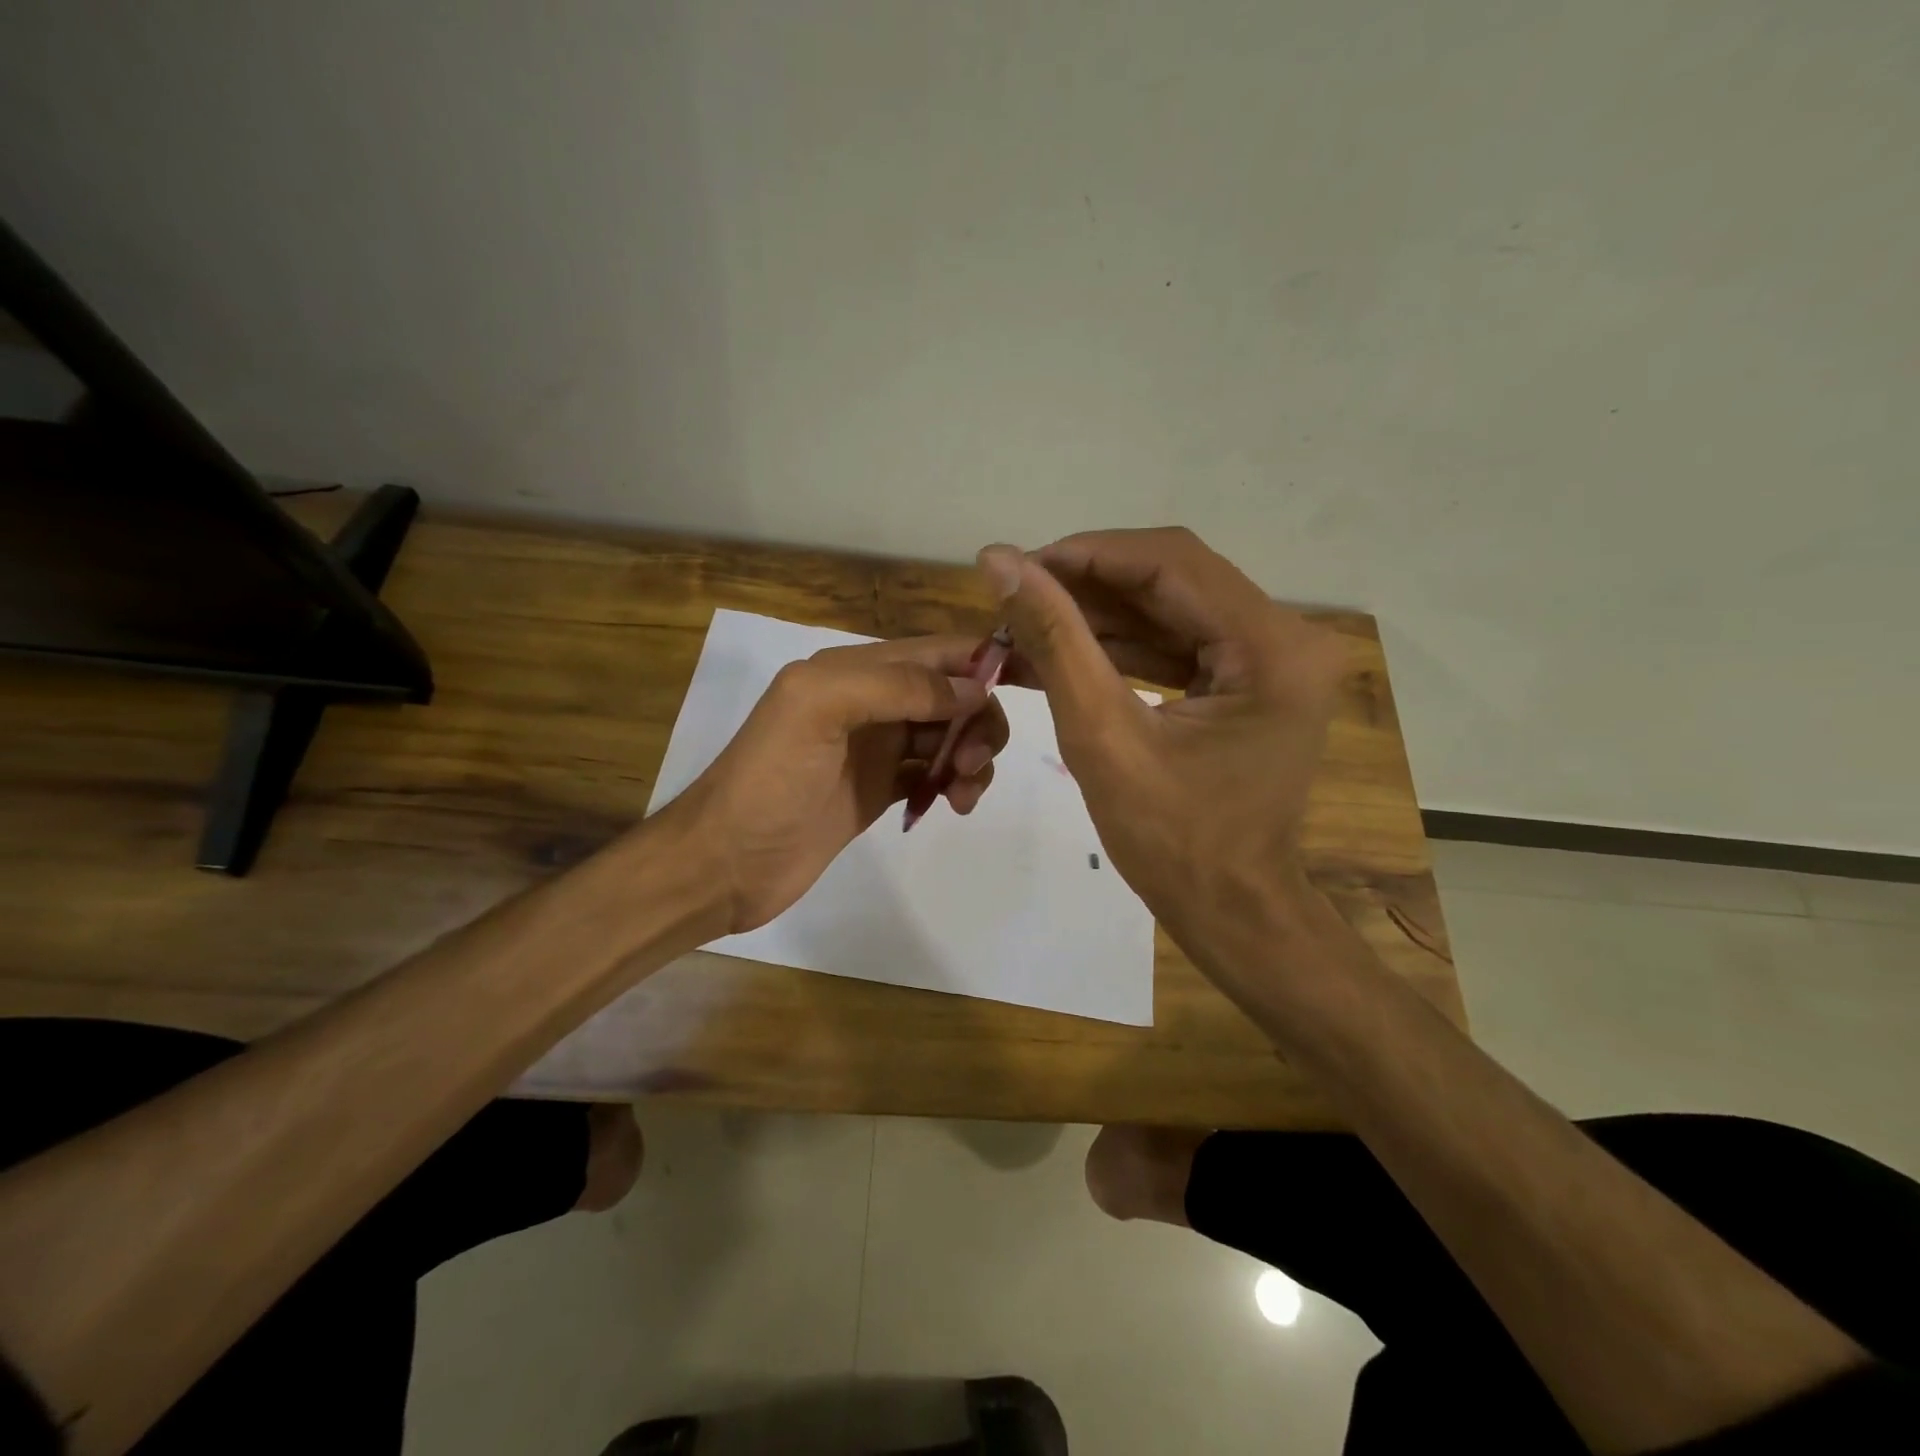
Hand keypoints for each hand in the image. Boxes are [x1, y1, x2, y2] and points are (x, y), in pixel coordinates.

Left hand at [667, 636, 1009, 933]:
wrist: (726, 863)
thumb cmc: (768, 781)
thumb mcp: (818, 709)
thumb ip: (895, 685)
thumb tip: (971, 689)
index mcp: (854, 670)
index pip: (937, 651)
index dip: (985, 660)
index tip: (1034, 683)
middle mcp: (870, 702)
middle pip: (952, 694)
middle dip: (978, 721)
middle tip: (972, 763)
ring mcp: (877, 748)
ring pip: (949, 735)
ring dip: (972, 755)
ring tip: (962, 792)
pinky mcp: (881, 789)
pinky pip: (935, 773)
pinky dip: (955, 783)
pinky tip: (954, 805)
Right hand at [980, 528, 1344, 994]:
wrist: (1231, 911)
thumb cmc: (1173, 843)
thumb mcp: (1102, 738)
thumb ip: (1055, 642)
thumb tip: (998, 562)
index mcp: (1271, 647)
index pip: (1169, 563)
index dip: (1084, 554)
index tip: (1014, 567)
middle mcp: (1287, 637)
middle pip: (1172, 579)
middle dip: (1085, 585)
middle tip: (1013, 598)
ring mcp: (1273, 659)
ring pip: (1170, 607)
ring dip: (1096, 615)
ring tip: (1026, 623)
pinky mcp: (1251, 680)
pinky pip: (1178, 643)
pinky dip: (1120, 645)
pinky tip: (1064, 650)